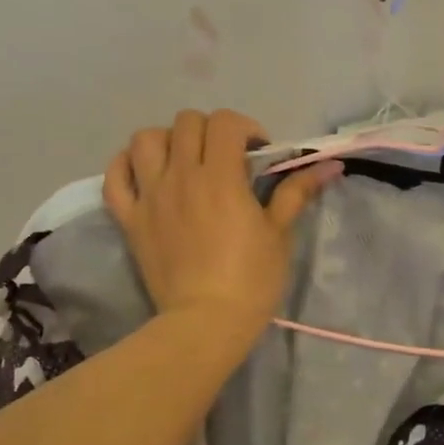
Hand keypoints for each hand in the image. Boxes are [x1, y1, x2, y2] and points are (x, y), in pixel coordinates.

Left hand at [104, 109, 338, 338]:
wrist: (206, 323)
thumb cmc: (251, 280)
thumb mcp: (279, 234)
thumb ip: (297, 192)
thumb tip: (329, 165)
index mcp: (220, 176)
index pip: (225, 122)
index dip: (245, 128)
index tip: (257, 154)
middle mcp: (181, 176)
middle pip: (186, 122)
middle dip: (210, 131)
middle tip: (224, 158)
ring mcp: (150, 196)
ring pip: (144, 139)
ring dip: (166, 140)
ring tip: (183, 161)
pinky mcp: (130, 219)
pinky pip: (114, 177)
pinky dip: (126, 166)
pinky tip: (144, 173)